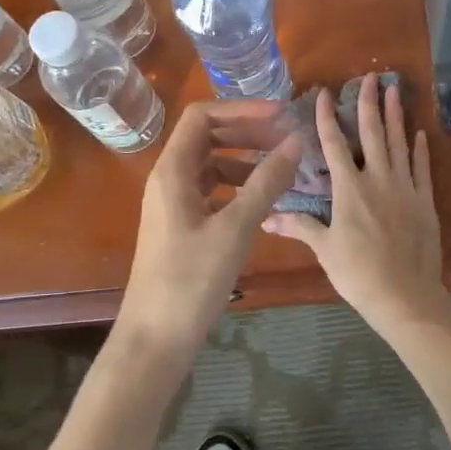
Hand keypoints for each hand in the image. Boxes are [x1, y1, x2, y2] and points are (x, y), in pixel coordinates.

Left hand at [113, 100, 302, 363]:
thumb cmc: (191, 280)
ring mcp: (174, 203)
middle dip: (248, 133)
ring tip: (282, 170)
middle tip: (287, 140)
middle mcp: (169, 178)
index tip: (279, 115)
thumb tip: (295, 142)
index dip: (241, 109)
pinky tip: (265, 201)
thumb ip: (266, 183)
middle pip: (208, 137)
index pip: (202, 116)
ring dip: (245, 160)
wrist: (155, 339)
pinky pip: (212, 190)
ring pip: (212, 165)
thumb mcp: (234, 228)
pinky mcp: (182, 225)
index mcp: (172, 170)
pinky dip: (238, 187)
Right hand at [262, 73, 447, 332]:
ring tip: (396, 90)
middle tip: (372, 76)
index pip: (335, 144)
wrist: (406, 298)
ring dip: (396, 115)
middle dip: (370, 102)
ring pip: (399, 143)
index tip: (324, 93)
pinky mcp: (425, 202)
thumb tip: (266, 217)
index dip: (327, 117)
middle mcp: (378, 179)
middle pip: (372, 133)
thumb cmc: (359, 274)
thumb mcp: (324, 250)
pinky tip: (419, 133)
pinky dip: (420, 150)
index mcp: (349, 188)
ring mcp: (405, 188)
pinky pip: (422, 169)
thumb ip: (298, 226)